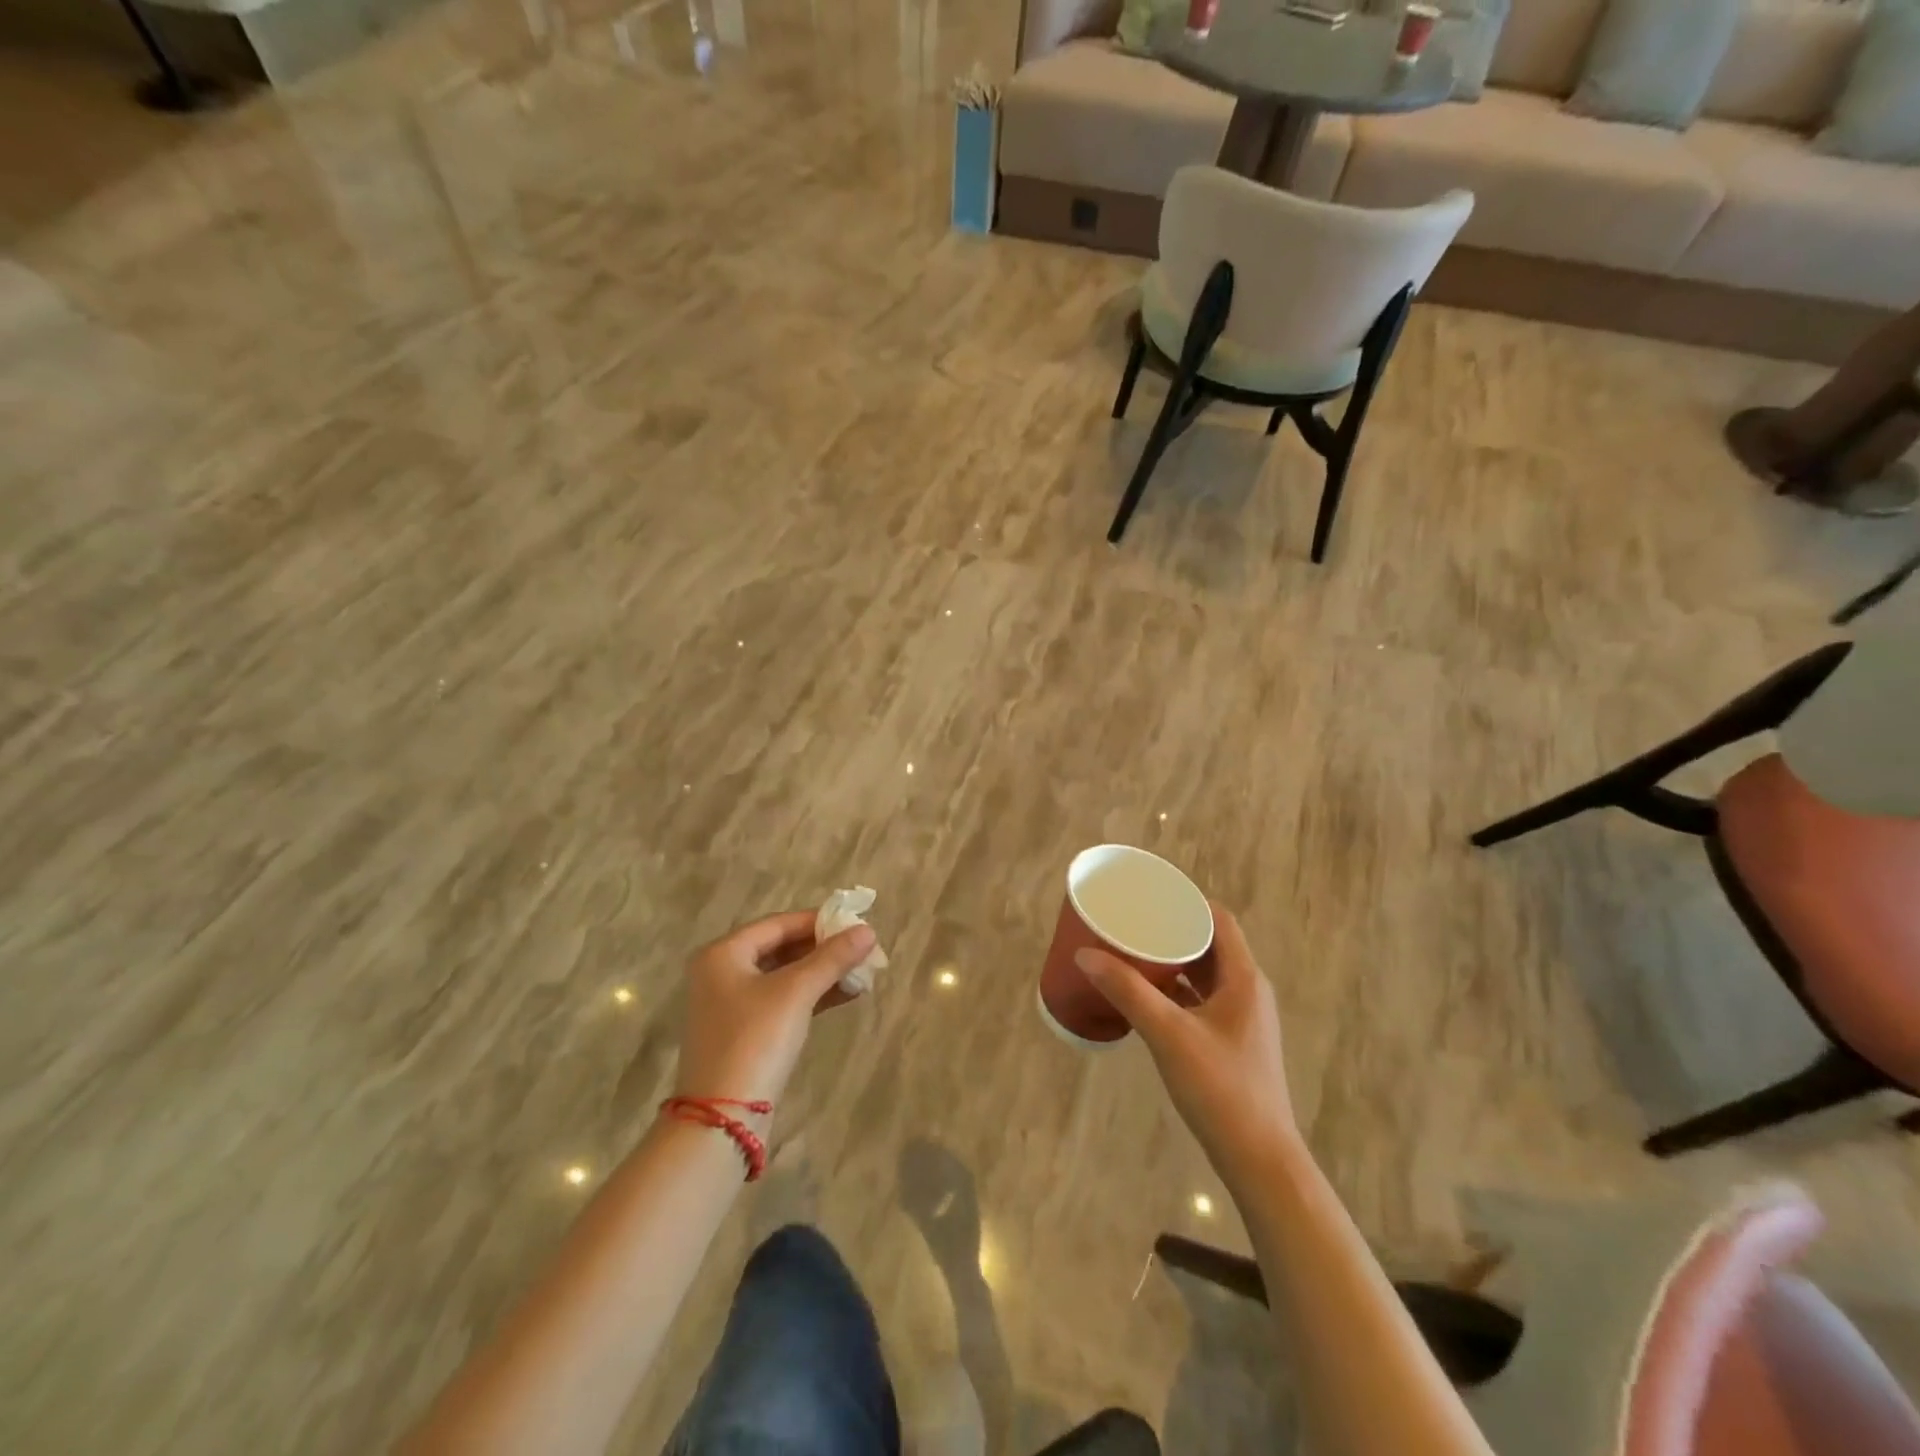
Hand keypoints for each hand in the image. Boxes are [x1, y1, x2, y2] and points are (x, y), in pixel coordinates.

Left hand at [673, 912, 875, 1105]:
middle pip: (782, 948)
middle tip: (864, 950)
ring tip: (863, 972)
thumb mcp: (796, 992)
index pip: (779, 924)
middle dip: (825, 950)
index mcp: (723, 953)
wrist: (723, 1118)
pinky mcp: (746, 1033)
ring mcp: (732, 1005)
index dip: (819, 922)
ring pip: (786, 976)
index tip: (856, 924)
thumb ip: (833, 958)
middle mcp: (722, 973)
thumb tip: (868, 931)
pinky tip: (848, 994)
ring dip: (823, 973)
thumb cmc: (755, 1039)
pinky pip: (784, 1001)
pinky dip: (813, 995)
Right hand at [1076, 902, 1297, 1180]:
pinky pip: (1201, 1000)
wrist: (1259, 1159)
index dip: (1187, 902)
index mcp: (1244, 978)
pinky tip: (1145, 996)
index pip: (1219, 920)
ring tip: (1132, 952)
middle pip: (1210, 945)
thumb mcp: (1168, 1034)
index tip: (1150, 896)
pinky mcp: (1231, 1042)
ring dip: (1173, 962)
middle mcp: (1247, 991)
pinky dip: (1176, 991)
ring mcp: (1241, 1019)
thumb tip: (1085, 954)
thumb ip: (1127, 991)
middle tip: (1132, 922)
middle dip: (1172, 931)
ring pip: (1204, 975)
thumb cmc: (1220, 1088)